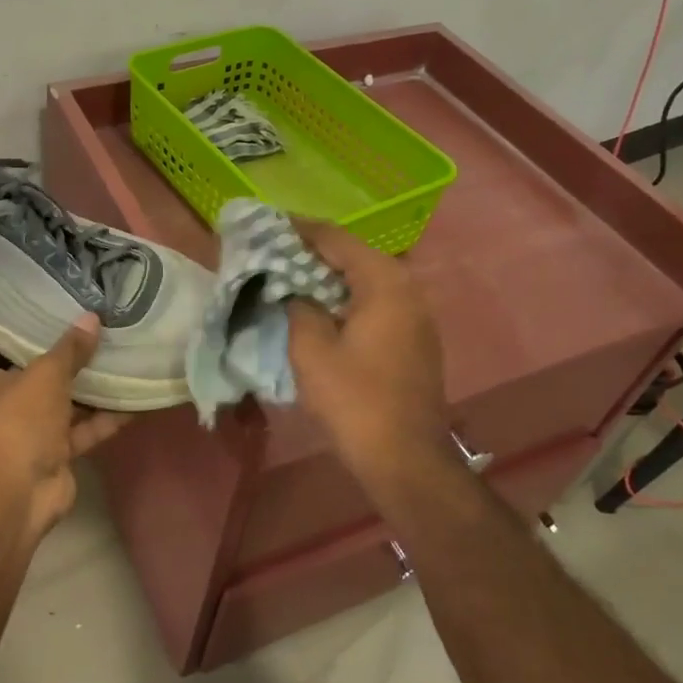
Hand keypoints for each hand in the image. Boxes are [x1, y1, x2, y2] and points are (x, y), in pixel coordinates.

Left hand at [0, 315, 129, 530]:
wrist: (19, 494)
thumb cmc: (17, 420)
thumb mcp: (46, 374)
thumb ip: (70, 348)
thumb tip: (91, 318)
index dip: (13, 327)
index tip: (44, 308)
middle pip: (31, 371)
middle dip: (61, 355)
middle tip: (92, 327)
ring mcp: (26, 430)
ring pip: (60, 401)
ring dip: (88, 387)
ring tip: (119, 356)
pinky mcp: (52, 453)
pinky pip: (80, 429)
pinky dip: (103, 418)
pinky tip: (133, 399)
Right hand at [287, 223, 455, 504]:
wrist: (405, 457)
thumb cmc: (354, 399)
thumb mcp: (311, 349)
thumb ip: (298, 306)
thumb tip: (292, 288)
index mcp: (384, 282)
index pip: (335, 239)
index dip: (298, 229)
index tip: (266, 225)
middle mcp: (407, 287)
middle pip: (353, 255)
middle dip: (312, 252)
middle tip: (272, 252)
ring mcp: (416, 312)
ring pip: (364, 278)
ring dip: (328, 276)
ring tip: (289, 276)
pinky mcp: (414, 336)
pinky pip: (375, 301)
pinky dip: (345, 296)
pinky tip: (318, 306)